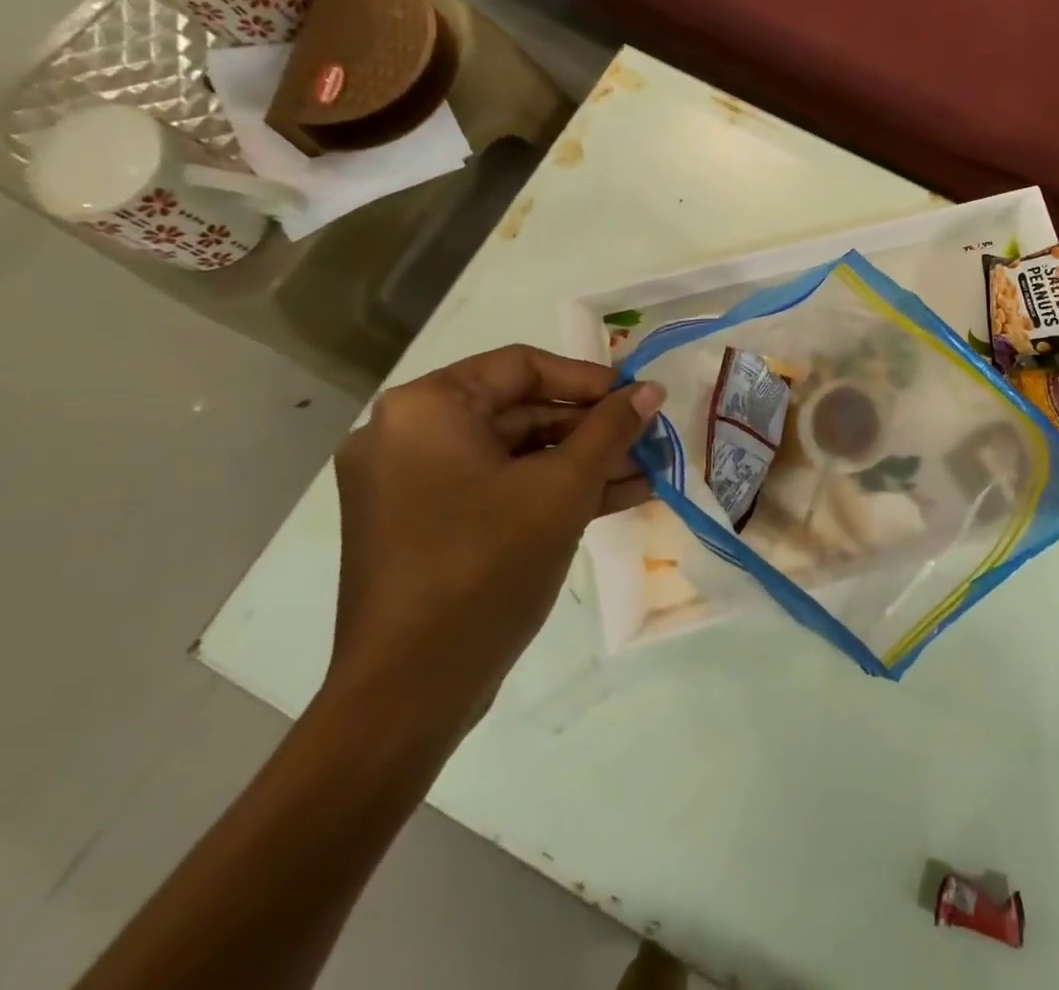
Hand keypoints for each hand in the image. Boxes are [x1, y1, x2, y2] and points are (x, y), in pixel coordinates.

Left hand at [327, 346, 663, 745]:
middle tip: (648, 437)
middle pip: (519, 410)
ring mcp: (413, 484)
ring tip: (646, 470)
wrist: (409, 692)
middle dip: (591, 427)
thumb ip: (611, 429)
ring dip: (581, 461)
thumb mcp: (563, 488)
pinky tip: (617, 497)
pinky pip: (498, 488)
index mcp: (426, 410)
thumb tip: (651, 390)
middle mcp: (408, 436)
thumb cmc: (485, 566)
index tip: (636, 398)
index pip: (521, 366)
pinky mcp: (426, 525)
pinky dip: (551, 490)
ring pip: (514, 453)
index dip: (588, 378)